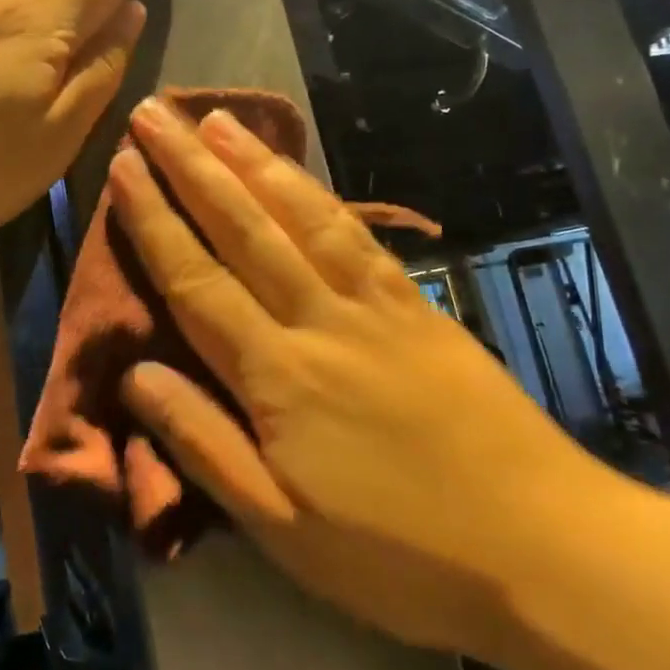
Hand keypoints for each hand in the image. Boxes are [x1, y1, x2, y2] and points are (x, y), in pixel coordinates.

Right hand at [107, 98, 607, 659]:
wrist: (546, 546)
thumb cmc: (400, 554)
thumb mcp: (281, 529)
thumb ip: (203, 445)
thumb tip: (135, 375)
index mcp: (277, 376)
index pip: (196, 280)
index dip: (154, 220)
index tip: (123, 167)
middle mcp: (319, 321)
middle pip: (243, 228)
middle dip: (191, 166)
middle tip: (155, 114)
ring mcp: (373, 306)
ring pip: (300, 217)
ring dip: (253, 162)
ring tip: (218, 119)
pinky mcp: (417, 306)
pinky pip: (357, 236)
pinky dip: (319, 195)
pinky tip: (298, 173)